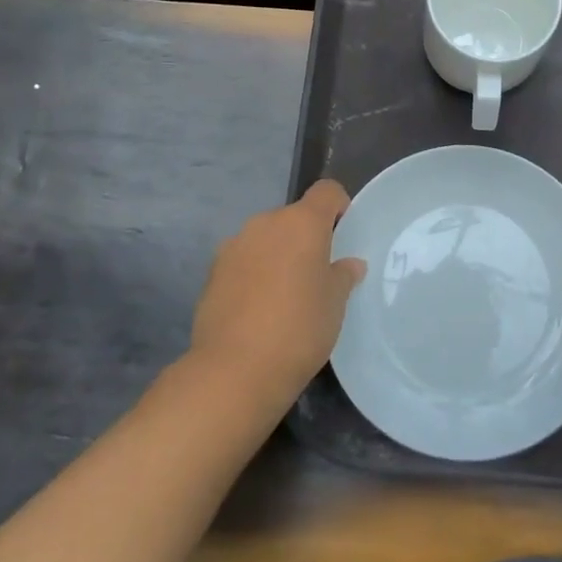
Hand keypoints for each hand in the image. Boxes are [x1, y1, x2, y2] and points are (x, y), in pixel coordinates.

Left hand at [190, 180, 364, 407]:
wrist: (234, 371)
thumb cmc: (299, 329)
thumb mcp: (335, 304)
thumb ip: (343, 276)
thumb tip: (349, 264)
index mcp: (302, 222)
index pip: (326, 191)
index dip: (339, 206)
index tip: (343, 235)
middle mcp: (266, 223)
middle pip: (293, 217)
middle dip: (306, 238)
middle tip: (316, 274)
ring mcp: (235, 245)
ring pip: (265, 239)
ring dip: (277, 255)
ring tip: (284, 296)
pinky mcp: (212, 272)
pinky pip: (243, 261)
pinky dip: (253, 274)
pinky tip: (257, 310)